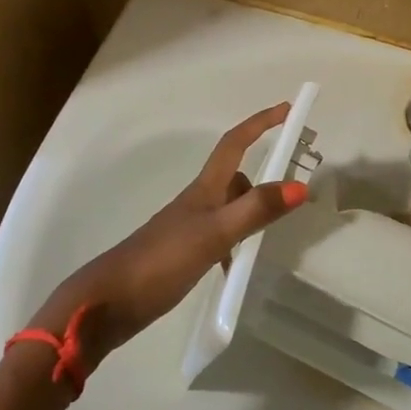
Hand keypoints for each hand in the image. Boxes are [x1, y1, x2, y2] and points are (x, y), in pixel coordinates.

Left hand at [53, 104, 308, 356]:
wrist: (109, 301)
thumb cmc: (162, 260)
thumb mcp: (215, 234)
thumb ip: (256, 210)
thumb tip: (301, 185)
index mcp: (204, 189)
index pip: (235, 144)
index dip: (260, 123)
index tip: (287, 108)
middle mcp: (198, 202)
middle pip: (236, 177)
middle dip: (264, 178)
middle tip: (294, 194)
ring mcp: (189, 227)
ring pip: (230, 208)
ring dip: (252, 213)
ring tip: (271, 238)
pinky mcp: (184, 252)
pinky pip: (221, 235)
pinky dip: (237, 242)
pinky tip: (239, 266)